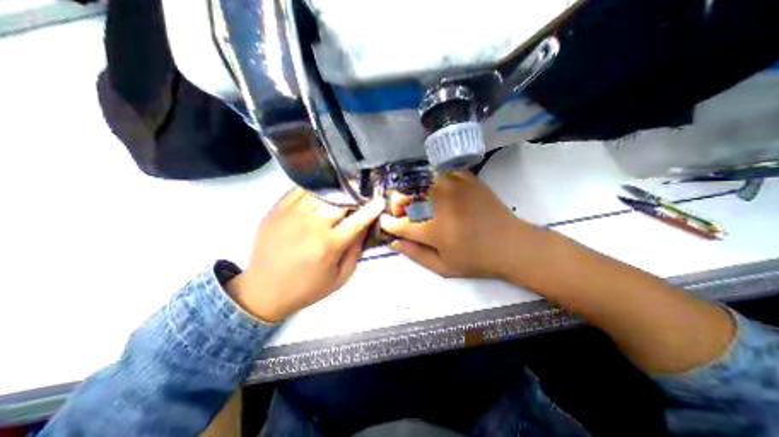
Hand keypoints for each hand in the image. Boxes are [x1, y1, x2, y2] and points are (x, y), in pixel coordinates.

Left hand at [227, 190, 384, 322]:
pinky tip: (321, 194)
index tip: (380, 201)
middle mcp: (312, 226)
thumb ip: (355, 251)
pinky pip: (300, 189)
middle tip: (359, 197)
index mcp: (329, 245)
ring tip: (342, 194)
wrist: (264, 290)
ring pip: (322, 191)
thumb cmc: (306, 288)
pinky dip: (315, 189)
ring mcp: (293, 214)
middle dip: (355, 197)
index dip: (372, 209)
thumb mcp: (340, 277)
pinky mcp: (278, 209)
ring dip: (337, 191)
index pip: (358, 220)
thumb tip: (365, 227)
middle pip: (341, 201)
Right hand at [381, 170, 543, 278]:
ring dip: (415, 192)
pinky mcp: (466, 178)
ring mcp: (454, 186)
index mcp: (434, 229)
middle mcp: (441, 203)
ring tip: (422, 202)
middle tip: (402, 211)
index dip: (388, 223)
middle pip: (406, 195)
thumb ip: (415, 254)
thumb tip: (393, 242)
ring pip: (421, 182)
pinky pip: (440, 174)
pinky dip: (434, 182)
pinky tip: (439, 192)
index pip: (400, 224)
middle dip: (397, 203)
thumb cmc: (476, 260)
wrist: (511, 244)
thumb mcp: (443, 267)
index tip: (385, 222)